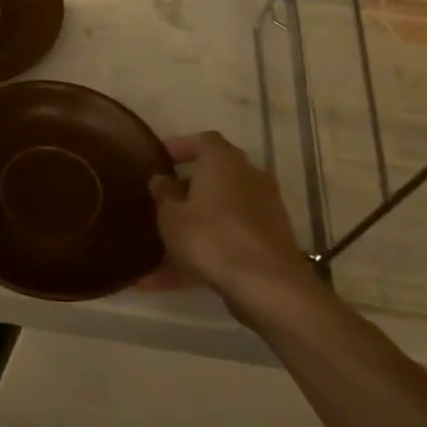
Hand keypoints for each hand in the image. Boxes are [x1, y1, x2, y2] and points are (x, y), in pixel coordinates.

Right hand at [146, 131, 321, 323]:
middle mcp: (249, 178)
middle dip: (186, 188)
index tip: (158, 160)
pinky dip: (203, 251)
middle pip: (215, 176)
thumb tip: (161, 179)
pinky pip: (228, 238)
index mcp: (224, 163)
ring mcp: (263, 210)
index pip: (203, 141)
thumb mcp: (171, 216)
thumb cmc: (210, 237)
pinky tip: (169, 279)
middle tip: (159, 200)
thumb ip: (163, 194)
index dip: (180, 147)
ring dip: (193, 224)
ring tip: (158, 247)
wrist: (266, 284)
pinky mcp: (267, 240)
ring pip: (219, 212)